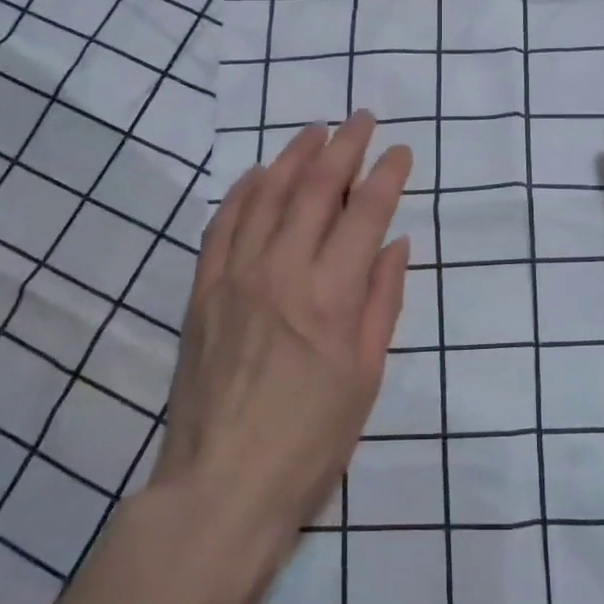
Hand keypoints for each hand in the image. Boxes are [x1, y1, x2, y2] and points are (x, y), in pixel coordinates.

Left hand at [152, 112, 412, 534]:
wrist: (222, 485)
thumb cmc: (310, 441)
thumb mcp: (366, 376)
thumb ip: (382, 302)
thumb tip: (395, 244)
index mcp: (331, 297)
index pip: (365, 215)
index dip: (386, 176)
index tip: (401, 150)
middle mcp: (282, 272)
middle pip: (316, 190)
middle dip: (344, 148)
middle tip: (361, 119)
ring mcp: (235, 277)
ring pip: (267, 195)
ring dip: (294, 156)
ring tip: (315, 130)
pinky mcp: (202, 290)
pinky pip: (223, 224)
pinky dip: (244, 191)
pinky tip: (260, 174)